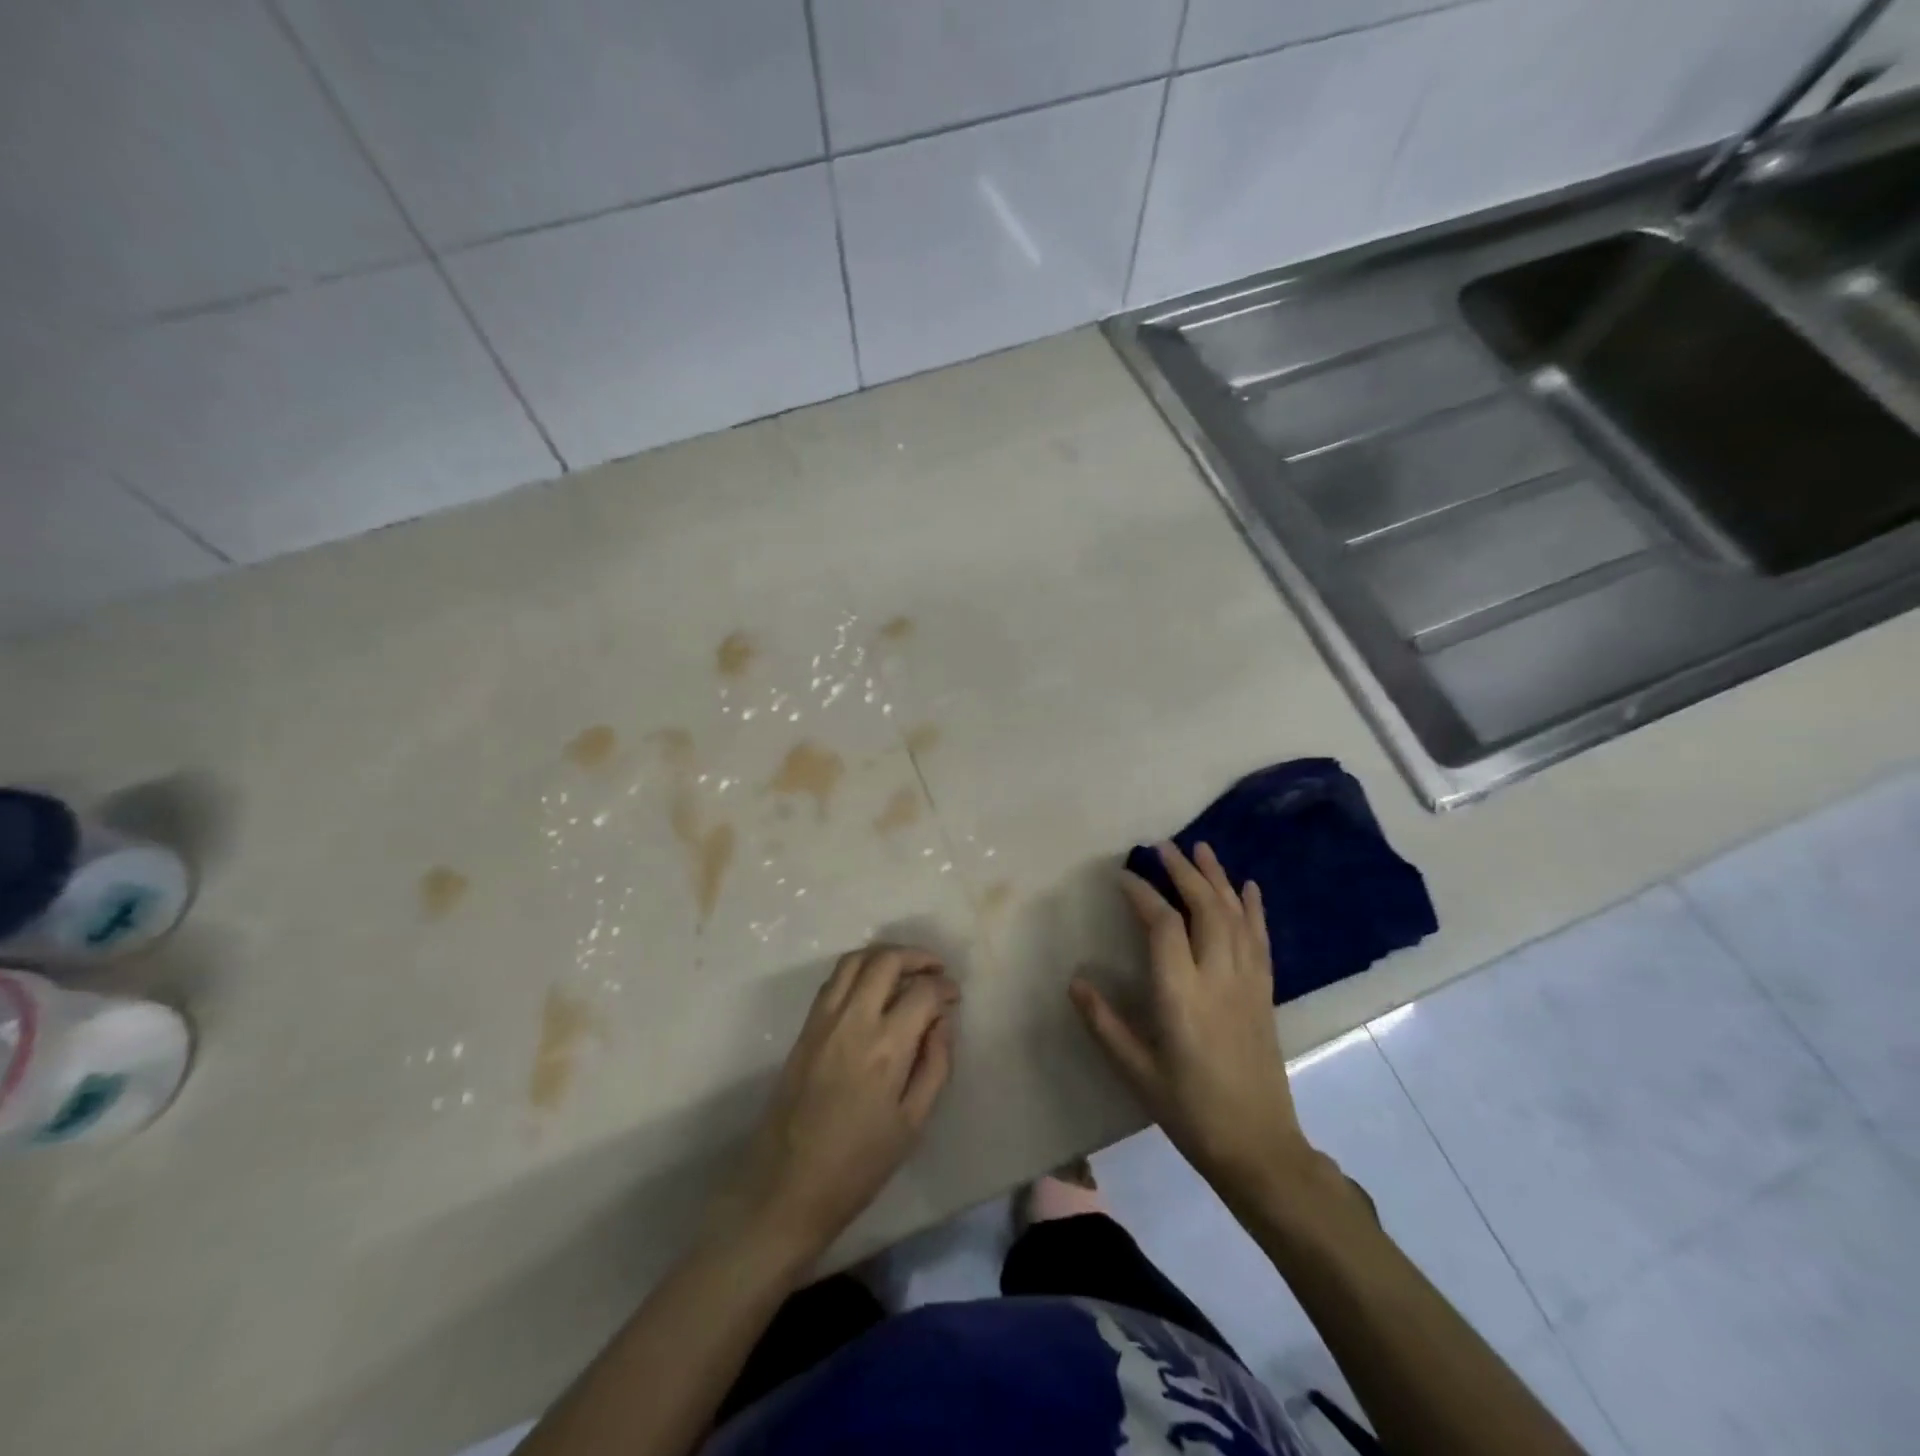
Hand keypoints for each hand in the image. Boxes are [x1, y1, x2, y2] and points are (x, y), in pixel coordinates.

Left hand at [718, 945, 959, 1264]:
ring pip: (855, 960)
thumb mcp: (913, 1123)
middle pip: (886, 960)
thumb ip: (935, 1064)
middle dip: (917, 957)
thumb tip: (942, 1021)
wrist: (787, 1187)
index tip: (954, 997)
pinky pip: (833, 980)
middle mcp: (853, 1021)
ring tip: (905, 970)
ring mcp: (823, 1021)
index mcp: (886, 1047)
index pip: (922, 991)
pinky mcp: (804, 1028)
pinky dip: (858, 970)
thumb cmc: (859, 1164)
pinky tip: (872, 989)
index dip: (944, 987)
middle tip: (936, 970)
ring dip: (884, 956)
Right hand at [1071, 842, 1316, 1199]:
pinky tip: (1248, 887)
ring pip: (1235, 916)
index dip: (1141, 893)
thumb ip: (1104, 1022)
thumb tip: (1074, 981)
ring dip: (1217, 878)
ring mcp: (1247, 982)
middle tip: (1162, 846)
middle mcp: (1218, 976)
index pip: (1162, 924)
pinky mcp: (1265, 993)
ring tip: (1202, 848)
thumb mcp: (1136, 1071)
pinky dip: (1253, 908)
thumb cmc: (1190, 1110)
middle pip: (1204, 907)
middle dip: (1183, 871)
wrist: (1259, 1146)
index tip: (1122, 876)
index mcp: (1181, 994)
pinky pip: (1260, 939)